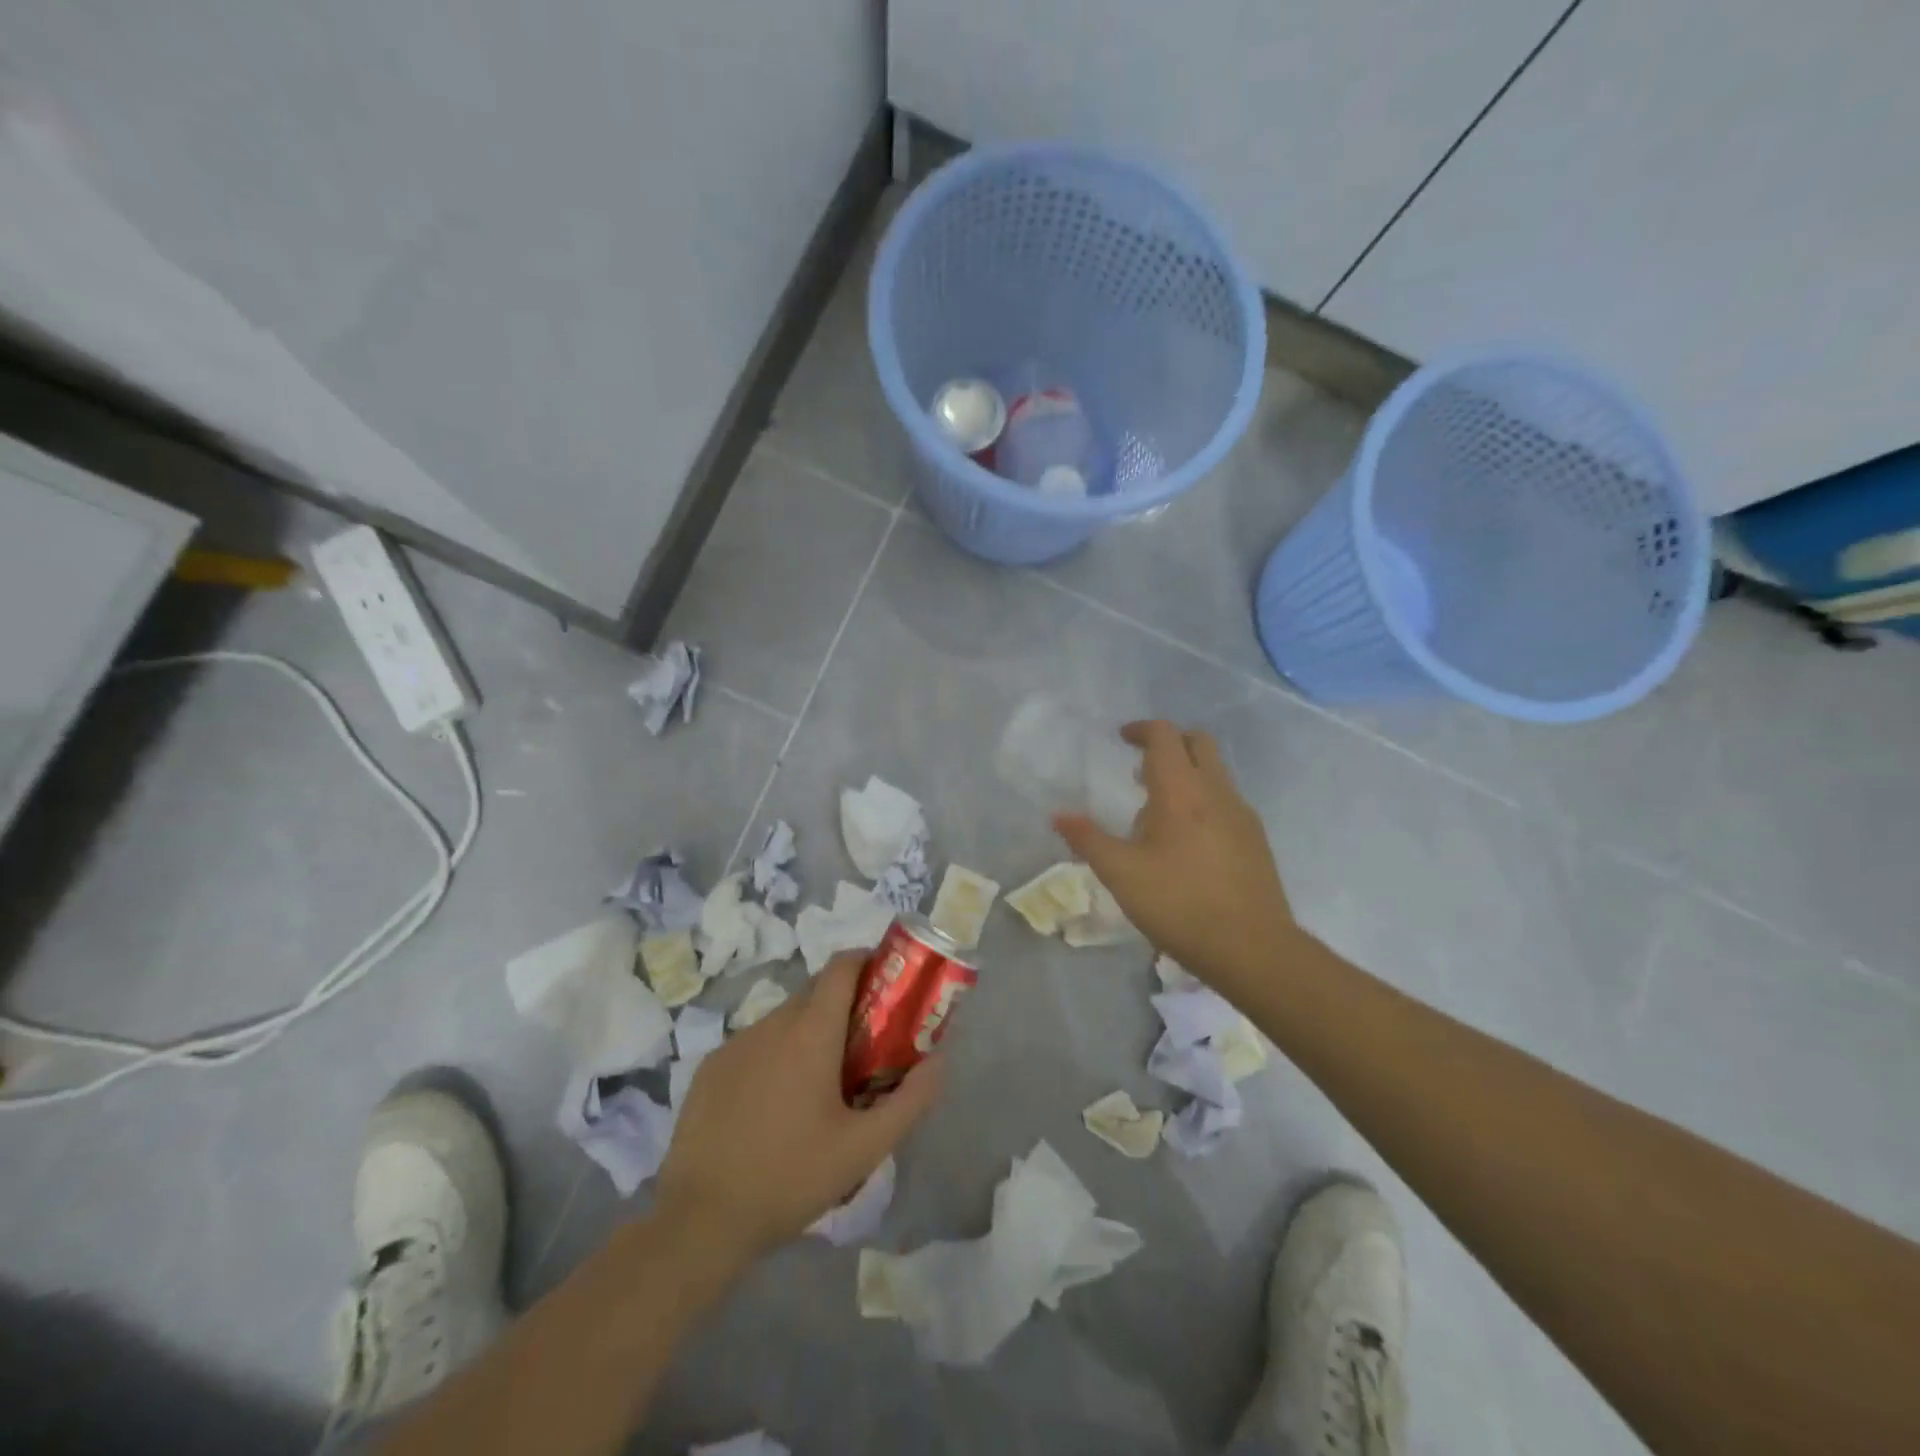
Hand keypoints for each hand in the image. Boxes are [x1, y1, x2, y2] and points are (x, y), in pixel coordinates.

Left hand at [655, 954, 941, 1263]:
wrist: (700, 1220)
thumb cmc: (790, 1177)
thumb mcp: (864, 1148)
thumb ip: (911, 1100)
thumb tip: (939, 1060)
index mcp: (810, 1032)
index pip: (842, 966)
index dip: (868, 962)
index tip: (889, 983)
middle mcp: (771, 1024)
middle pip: (816, 990)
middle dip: (845, 1002)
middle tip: (866, 1041)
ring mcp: (735, 1044)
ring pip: (784, 1018)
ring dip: (810, 1031)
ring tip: (823, 1081)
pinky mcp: (710, 1068)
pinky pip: (755, 1043)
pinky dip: (776, 1054)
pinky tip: (777, 1103)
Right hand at [1054, 720, 1297, 993]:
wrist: (1253, 948)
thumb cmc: (1180, 904)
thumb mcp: (1122, 874)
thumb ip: (1088, 840)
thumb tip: (1058, 815)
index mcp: (1182, 791)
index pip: (1165, 736)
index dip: (1141, 729)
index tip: (1121, 738)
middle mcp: (1217, 792)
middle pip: (1198, 743)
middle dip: (1169, 743)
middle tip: (1140, 767)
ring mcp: (1242, 815)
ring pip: (1215, 772)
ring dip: (1186, 773)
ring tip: (1156, 811)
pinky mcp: (1255, 839)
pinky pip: (1226, 800)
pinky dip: (1203, 799)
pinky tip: (1185, 841)